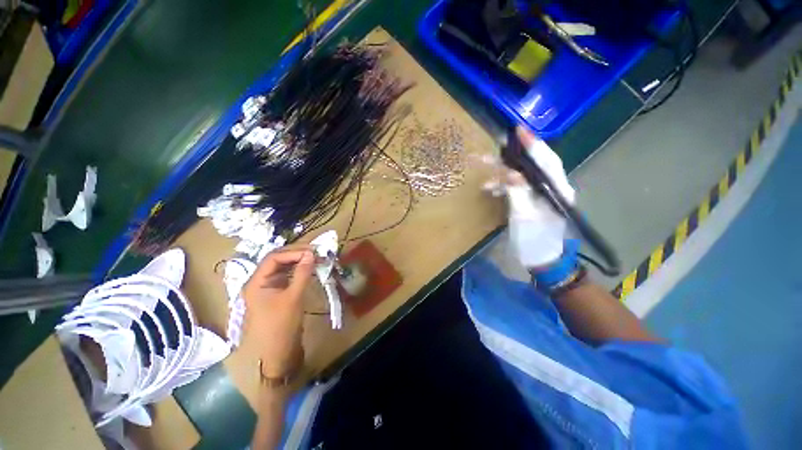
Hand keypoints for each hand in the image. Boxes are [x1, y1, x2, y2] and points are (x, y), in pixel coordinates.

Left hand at [242, 248, 314, 377]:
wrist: (278, 351)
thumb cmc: (282, 324)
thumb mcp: (293, 297)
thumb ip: (302, 273)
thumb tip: (311, 254)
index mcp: (256, 282)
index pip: (273, 258)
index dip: (293, 252)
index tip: (312, 252)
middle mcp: (260, 281)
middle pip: (277, 260)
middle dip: (296, 254)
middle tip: (315, 252)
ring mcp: (269, 287)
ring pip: (283, 267)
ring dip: (298, 261)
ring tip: (315, 258)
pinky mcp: (277, 292)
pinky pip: (288, 275)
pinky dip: (299, 270)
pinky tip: (309, 268)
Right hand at [490, 127, 574, 268]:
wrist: (542, 260)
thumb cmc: (535, 241)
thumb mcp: (524, 218)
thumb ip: (518, 194)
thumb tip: (511, 173)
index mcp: (557, 190)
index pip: (546, 161)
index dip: (532, 145)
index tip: (518, 131)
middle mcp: (553, 188)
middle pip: (532, 165)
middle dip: (511, 157)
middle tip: (493, 149)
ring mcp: (542, 194)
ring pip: (522, 175)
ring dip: (503, 172)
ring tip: (484, 170)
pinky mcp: (532, 200)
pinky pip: (517, 186)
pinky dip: (503, 185)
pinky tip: (490, 188)